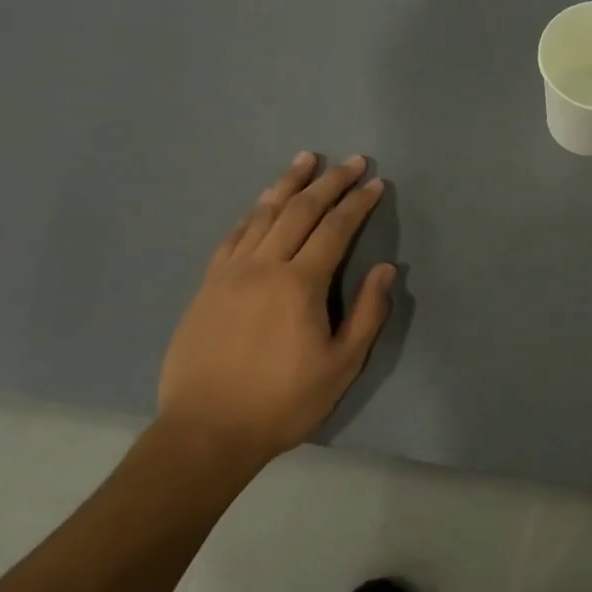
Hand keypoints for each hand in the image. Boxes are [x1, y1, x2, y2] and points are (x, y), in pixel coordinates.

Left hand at [156, 153, 395, 469]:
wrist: (205, 432)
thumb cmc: (282, 402)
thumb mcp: (341, 365)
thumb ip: (367, 313)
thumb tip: (386, 269)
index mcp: (300, 284)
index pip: (336, 228)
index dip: (358, 202)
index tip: (376, 182)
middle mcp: (264, 266)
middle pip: (300, 210)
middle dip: (330, 182)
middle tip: (352, 161)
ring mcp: (230, 273)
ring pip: (263, 214)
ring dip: (288, 184)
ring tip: (306, 160)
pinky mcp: (208, 286)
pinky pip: (233, 236)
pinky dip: (252, 213)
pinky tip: (261, 204)